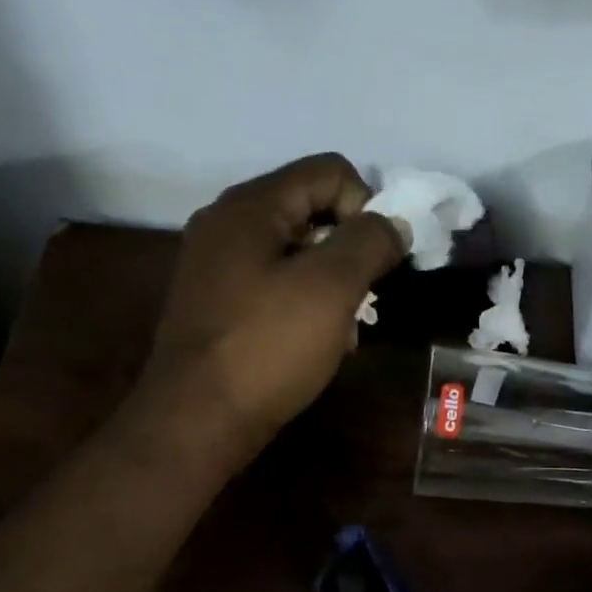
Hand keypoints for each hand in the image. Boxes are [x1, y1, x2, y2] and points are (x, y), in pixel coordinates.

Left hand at [136, 154, 404, 460]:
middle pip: (312, 208)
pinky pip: (276, 283)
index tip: (378, 260)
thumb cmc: (267, 347)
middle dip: (350, 248)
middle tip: (363, 296)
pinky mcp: (218, 303)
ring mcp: (218, 265)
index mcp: (251, 206)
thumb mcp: (331, 287)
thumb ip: (370, 242)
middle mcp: (227, 224)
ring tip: (342, 327)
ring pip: (297, 250)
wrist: (197, 421)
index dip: (367, 206)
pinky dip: (305, 302)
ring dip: (332, 281)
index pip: (330, 171)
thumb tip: (394, 222)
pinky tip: (315, 342)